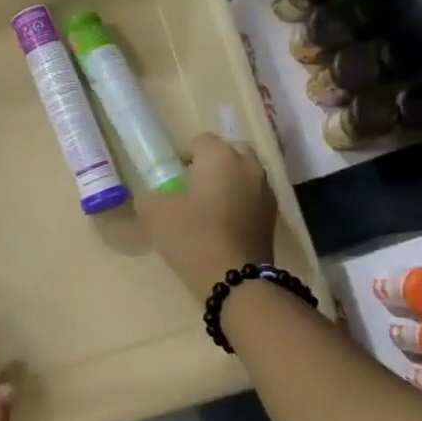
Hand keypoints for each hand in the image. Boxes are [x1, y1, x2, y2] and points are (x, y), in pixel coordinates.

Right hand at [137, 133, 277, 295]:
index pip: (200, 141)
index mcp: (220, 156)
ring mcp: (265, 190)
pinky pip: (253, 196)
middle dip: (212, 164)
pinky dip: (240, 202)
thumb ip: (149, 198)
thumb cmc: (192, 237)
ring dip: (228, 182)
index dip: (184, 155)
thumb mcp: (156, 216)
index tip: (171, 176)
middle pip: (229, 152)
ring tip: (208, 207)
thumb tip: (148, 196)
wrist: (235, 279)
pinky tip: (224, 224)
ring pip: (244, 174)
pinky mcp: (273, 215)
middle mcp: (248, 165)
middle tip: (192, 186)